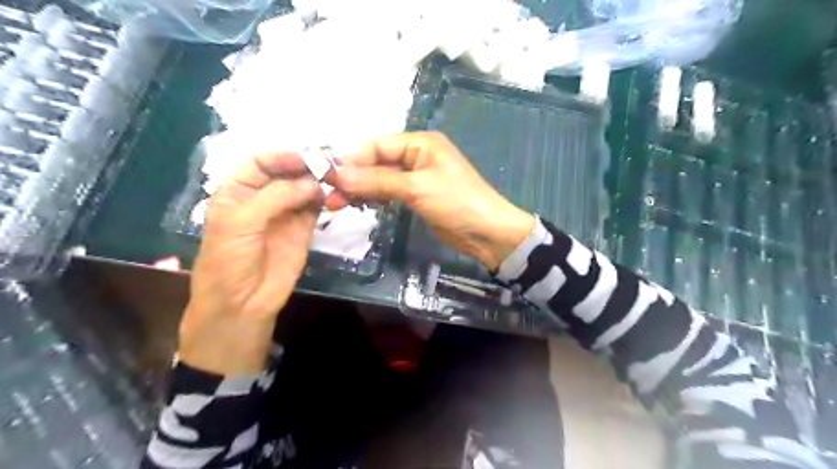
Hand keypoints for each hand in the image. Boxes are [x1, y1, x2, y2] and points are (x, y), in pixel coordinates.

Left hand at [181, 153, 320, 377]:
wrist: (242, 304)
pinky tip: (334, 197)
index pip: (261, 161)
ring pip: (304, 188)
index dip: (283, 156)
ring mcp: (285, 213)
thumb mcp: (241, 223)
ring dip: (318, 182)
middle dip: (305, 167)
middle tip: (329, 166)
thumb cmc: (228, 261)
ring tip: (336, 180)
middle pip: (286, 172)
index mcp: (238, 190)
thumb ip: (275, 198)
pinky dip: (325, 199)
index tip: (308, 158)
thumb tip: (313, 182)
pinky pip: (315, 207)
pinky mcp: (303, 229)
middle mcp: (262, 197)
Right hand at [322, 130, 532, 271]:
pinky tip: (360, 206)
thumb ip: (377, 180)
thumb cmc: (456, 202)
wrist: (487, 233)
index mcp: (420, 143)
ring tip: (338, 205)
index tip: (328, 177)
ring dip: (361, 189)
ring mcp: (417, 177)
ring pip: (381, 178)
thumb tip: (337, 173)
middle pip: (377, 162)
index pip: (377, 145)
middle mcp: (417, 155)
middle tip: (330, 197)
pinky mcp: (417, 196)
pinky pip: (389, 192)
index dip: (352, 160)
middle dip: (354, 177)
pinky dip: (375, 198)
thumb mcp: (416, 188)